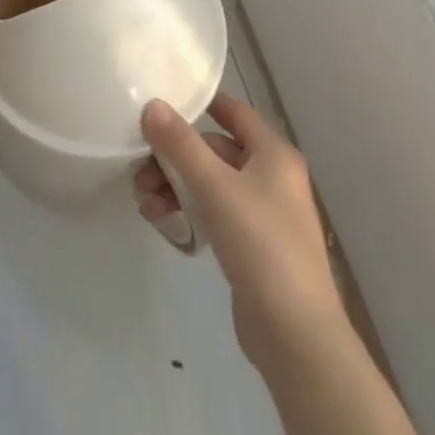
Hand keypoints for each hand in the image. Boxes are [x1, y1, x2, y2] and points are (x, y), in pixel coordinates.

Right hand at [138, 95, 349, 373]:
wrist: (295, 332)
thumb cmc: (260, 244)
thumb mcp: (214, 187)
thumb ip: (181, 145)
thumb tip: (152, 105)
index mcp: (274, 154)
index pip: (234, 113)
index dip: (201, 104)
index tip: (163, 102)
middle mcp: (272, 177)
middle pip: (216, 151)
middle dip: (175, 158)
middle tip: (139, 171)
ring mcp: (264, 214)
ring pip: (211, 185)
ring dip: (176, 187)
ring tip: (144, 203)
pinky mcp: (253, 246)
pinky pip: (214, 213)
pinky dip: (189, 211)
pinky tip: (161, 222)